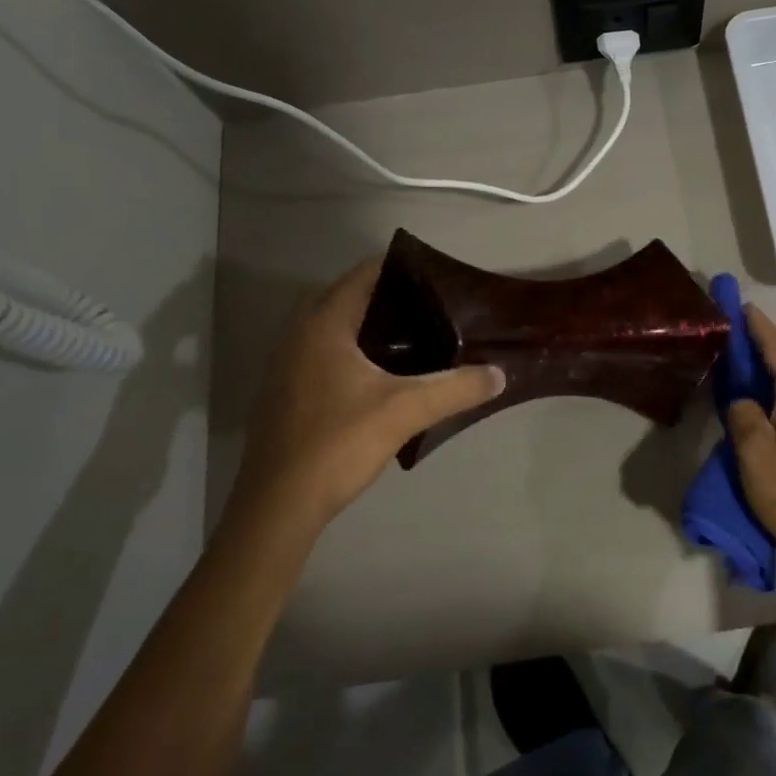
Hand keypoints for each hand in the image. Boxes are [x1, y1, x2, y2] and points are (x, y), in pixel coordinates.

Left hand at [232, 257, 504, 534]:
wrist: (277, 505)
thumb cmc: (338, 443)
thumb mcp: (406, 411)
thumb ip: (456, 388)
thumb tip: (498, 375)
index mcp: (323, 324)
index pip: (363, 274)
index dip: (401, 269)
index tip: (437, 279)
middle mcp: (297, 333)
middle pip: (347, 296)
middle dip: (388, 297)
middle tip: (432, 308)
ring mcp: (284, 363)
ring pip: (331, 325)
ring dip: (367, 324)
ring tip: (412, 337)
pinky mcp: (282, 391)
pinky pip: (321, 350)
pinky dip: (349, 349)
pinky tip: (378, 375)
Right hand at [727, 306, 775, 596]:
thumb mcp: (756, 452)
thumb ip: (742, 414)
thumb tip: (739, 399)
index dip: (756, 325)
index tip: (736, 303)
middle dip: (753, 340)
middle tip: (721, 325)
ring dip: (754, 365)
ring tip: (724, 351)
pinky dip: (757, 390)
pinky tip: (738, 394)